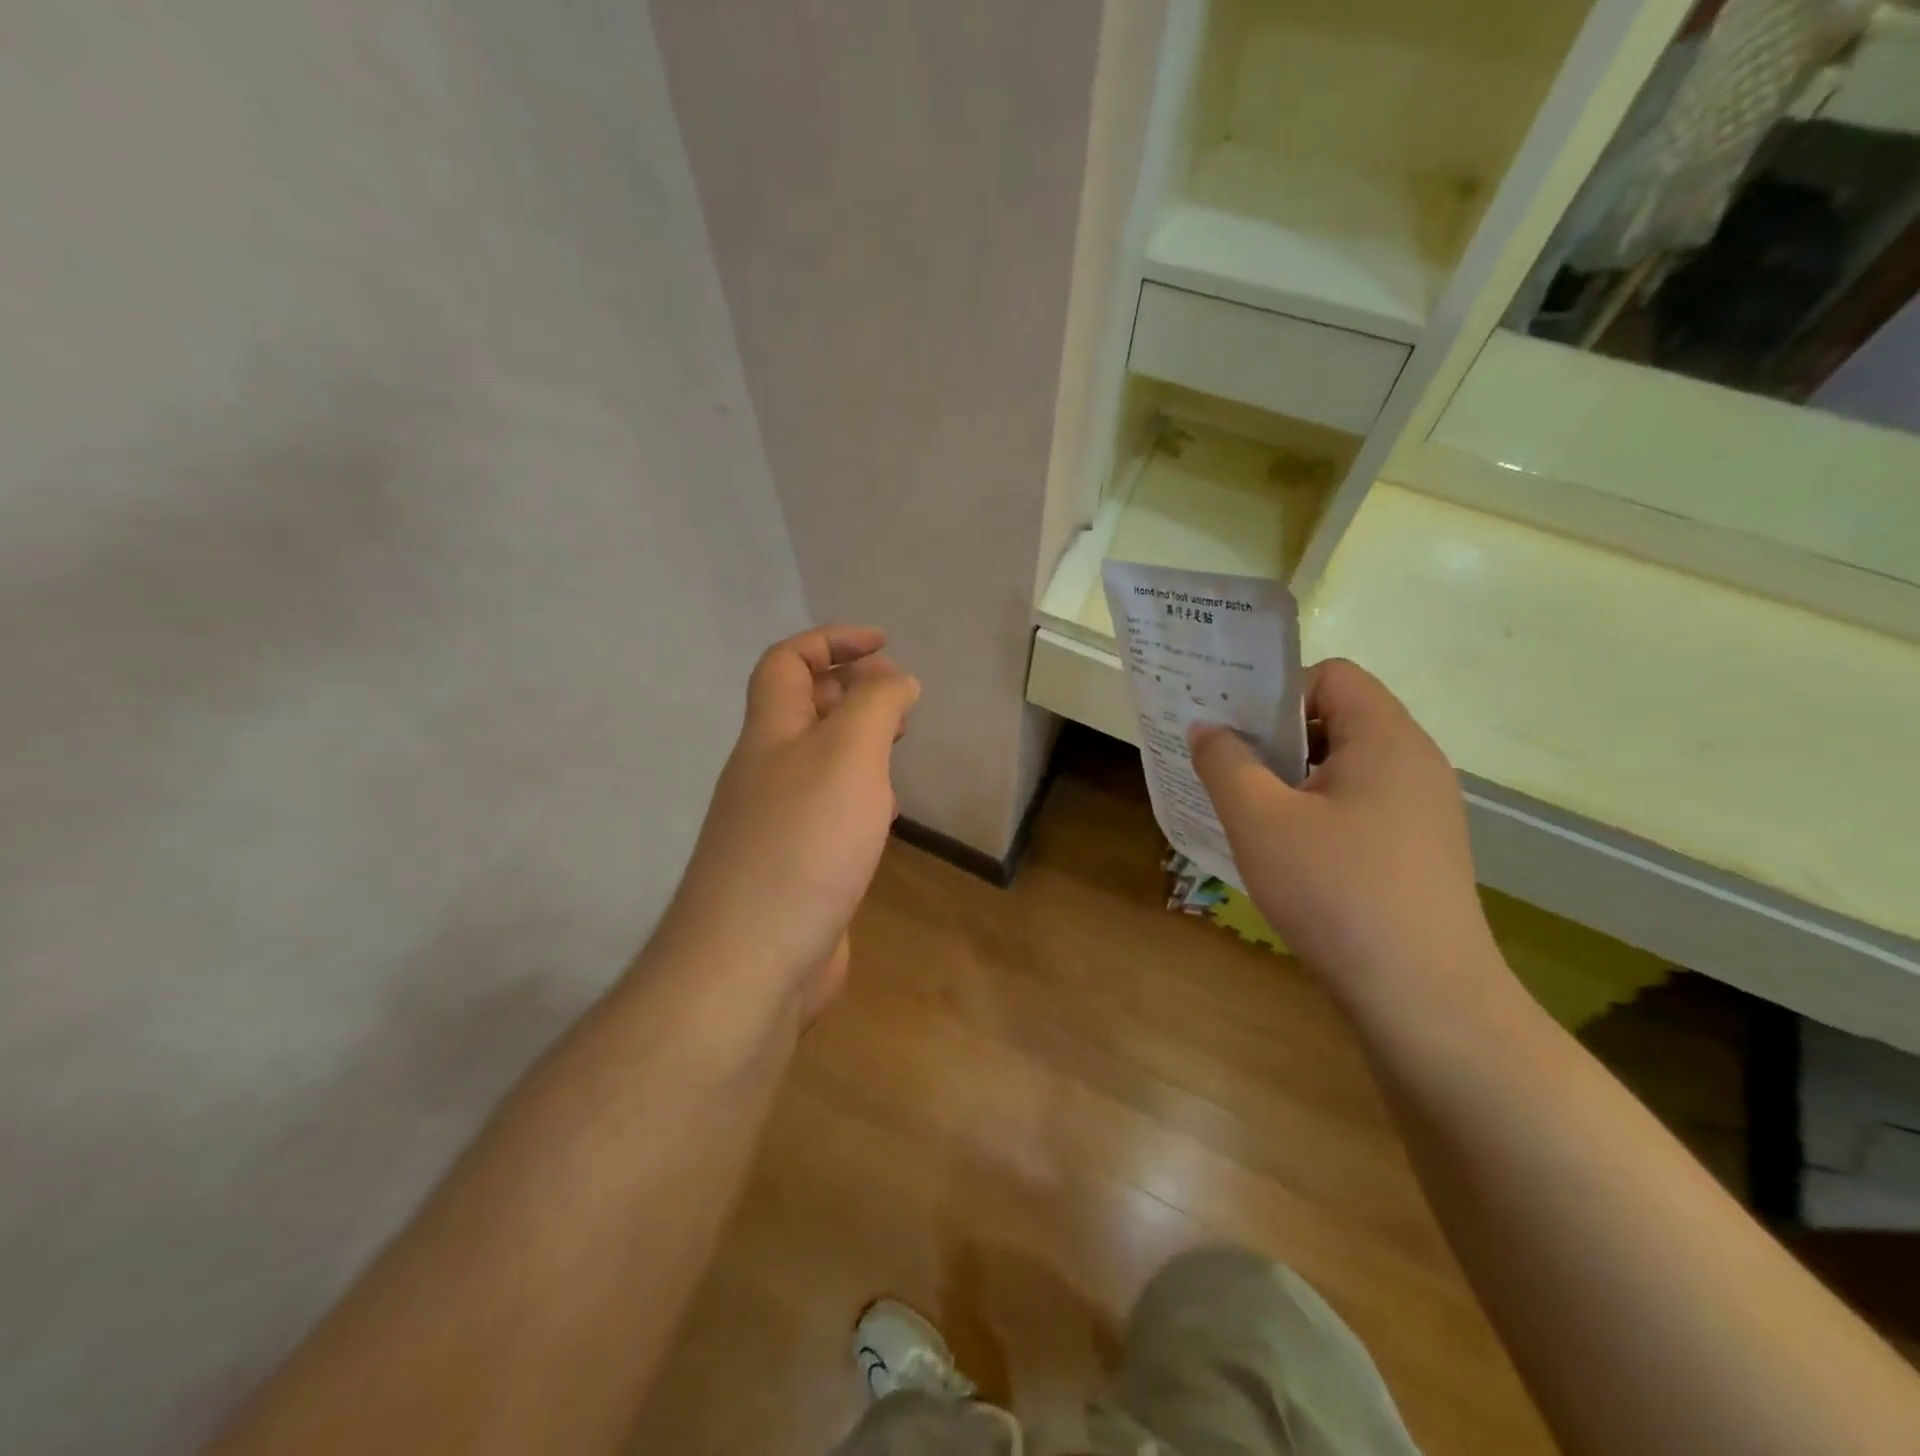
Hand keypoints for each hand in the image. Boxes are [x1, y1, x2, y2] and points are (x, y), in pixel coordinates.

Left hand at [657, 627, 918, 1022]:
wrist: (751, 962)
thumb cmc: (803, 844)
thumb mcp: (848, 755)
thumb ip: (875, 706)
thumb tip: (895, 679)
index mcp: (770, 735)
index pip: (787, 663)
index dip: (831, 641)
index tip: (885, 646)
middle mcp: (765, 772)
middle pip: (800, 710)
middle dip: (850, 690)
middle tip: (900, 700)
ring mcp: (775, 823)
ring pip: (816, 762)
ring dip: (856, 744)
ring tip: (898, 748)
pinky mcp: (793, 868)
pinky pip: (826, 811)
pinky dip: (857, 797)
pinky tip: (883, 816)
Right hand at [1188, 658, 1498, 1012]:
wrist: (1423, 998)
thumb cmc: (1336, 892)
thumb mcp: (1260, 821)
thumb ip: (1225, 763)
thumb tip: (1207, 727)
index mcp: (1386, 738)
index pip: (1332, 676)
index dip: (1278, 694)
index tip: (1239, 736)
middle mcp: (1415, 762)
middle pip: (1338, 719)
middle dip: (1277, 739)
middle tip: (1231, 773)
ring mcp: (1424, 810)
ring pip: (1345, 767)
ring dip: (1293, 781)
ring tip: (1253, 818)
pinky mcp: (1420, 850)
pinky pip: (1360, 806)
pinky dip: (1318, 814)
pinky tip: (1291, 857)